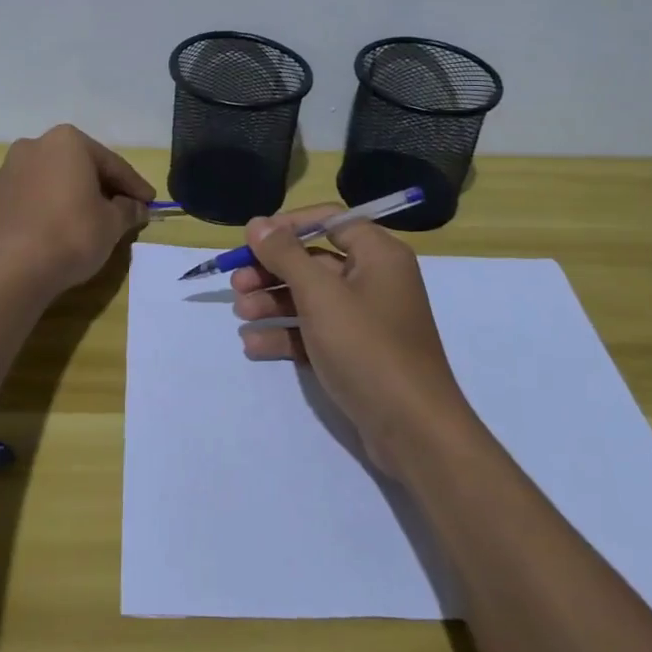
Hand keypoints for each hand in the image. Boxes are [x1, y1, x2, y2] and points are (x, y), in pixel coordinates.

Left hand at [0, 125, 154, 293]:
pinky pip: (31, 198)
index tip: (150, 201)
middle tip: (123, 209)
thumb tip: (137, 207)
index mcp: (67, 141)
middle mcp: (35, 146)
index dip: (134, 186)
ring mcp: (8, 170)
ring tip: (90, 221)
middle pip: (79, 167)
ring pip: (53, 181)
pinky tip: (58, 229)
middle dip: (102, 187)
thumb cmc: (70, 235)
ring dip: (73, 196)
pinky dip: (48, 208)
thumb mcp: (111, 224)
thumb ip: (128, 210)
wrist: (9, 268)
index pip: (111, 164)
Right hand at [231, 206, 476, 476]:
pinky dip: (286, 334)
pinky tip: (254, 345)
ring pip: (311, 298)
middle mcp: (374, 279)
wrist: (414, 430)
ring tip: (240, 314)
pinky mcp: (357, 353)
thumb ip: (286, 255)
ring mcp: (366, 319)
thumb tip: (258, 223)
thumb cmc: (367, 348)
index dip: (289, 226)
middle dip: (272, 270)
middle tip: (237, 284)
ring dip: (272, 302)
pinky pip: (315, 331)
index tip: (253, 241)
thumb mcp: (320, 295)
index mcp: (377, 254)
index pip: (329, 220)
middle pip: (314, 261)